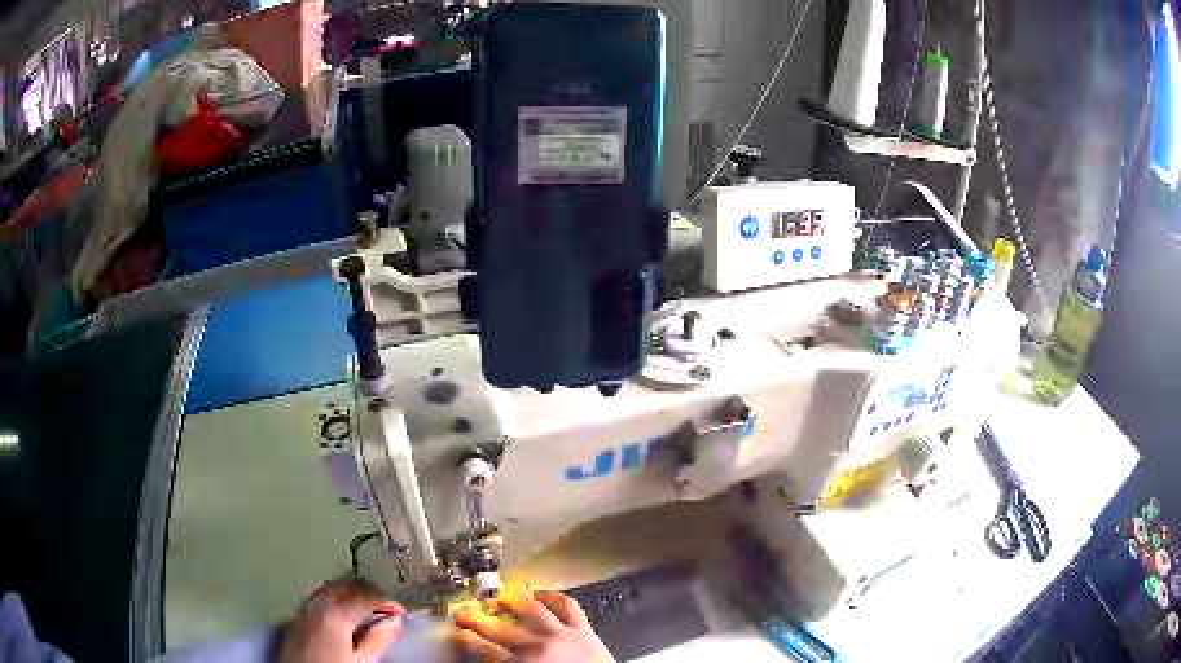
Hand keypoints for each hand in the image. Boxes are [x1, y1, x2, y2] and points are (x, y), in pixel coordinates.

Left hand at [279, 575, 406, 662]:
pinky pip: (320, 595)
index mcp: (336, 613)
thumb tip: (393, 621)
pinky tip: (343, 609)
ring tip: (368, 606)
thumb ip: (377, 640)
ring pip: (331, 587)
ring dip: (351, 591)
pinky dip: (336, 596)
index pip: (366, 598)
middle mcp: (318, 603)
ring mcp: (305, 607)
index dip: (388, 602)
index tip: (402, 612)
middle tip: (387, 606)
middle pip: (346, 584)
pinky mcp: (299, 616)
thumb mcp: (362, 662)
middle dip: (369, 590)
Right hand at [453, 591, 614, 662]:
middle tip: (462, 612)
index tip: (455, 633)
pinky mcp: (585, 631)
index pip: (483, 651)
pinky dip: (554, 597)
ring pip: (532, 610)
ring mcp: (562, 635)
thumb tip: (484, 661)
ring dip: (513, 601)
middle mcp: (537, 647)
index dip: (465, 640)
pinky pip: (568, 607)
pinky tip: (542, 594)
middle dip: (477, 620)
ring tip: (501, 595)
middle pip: (499, 629)